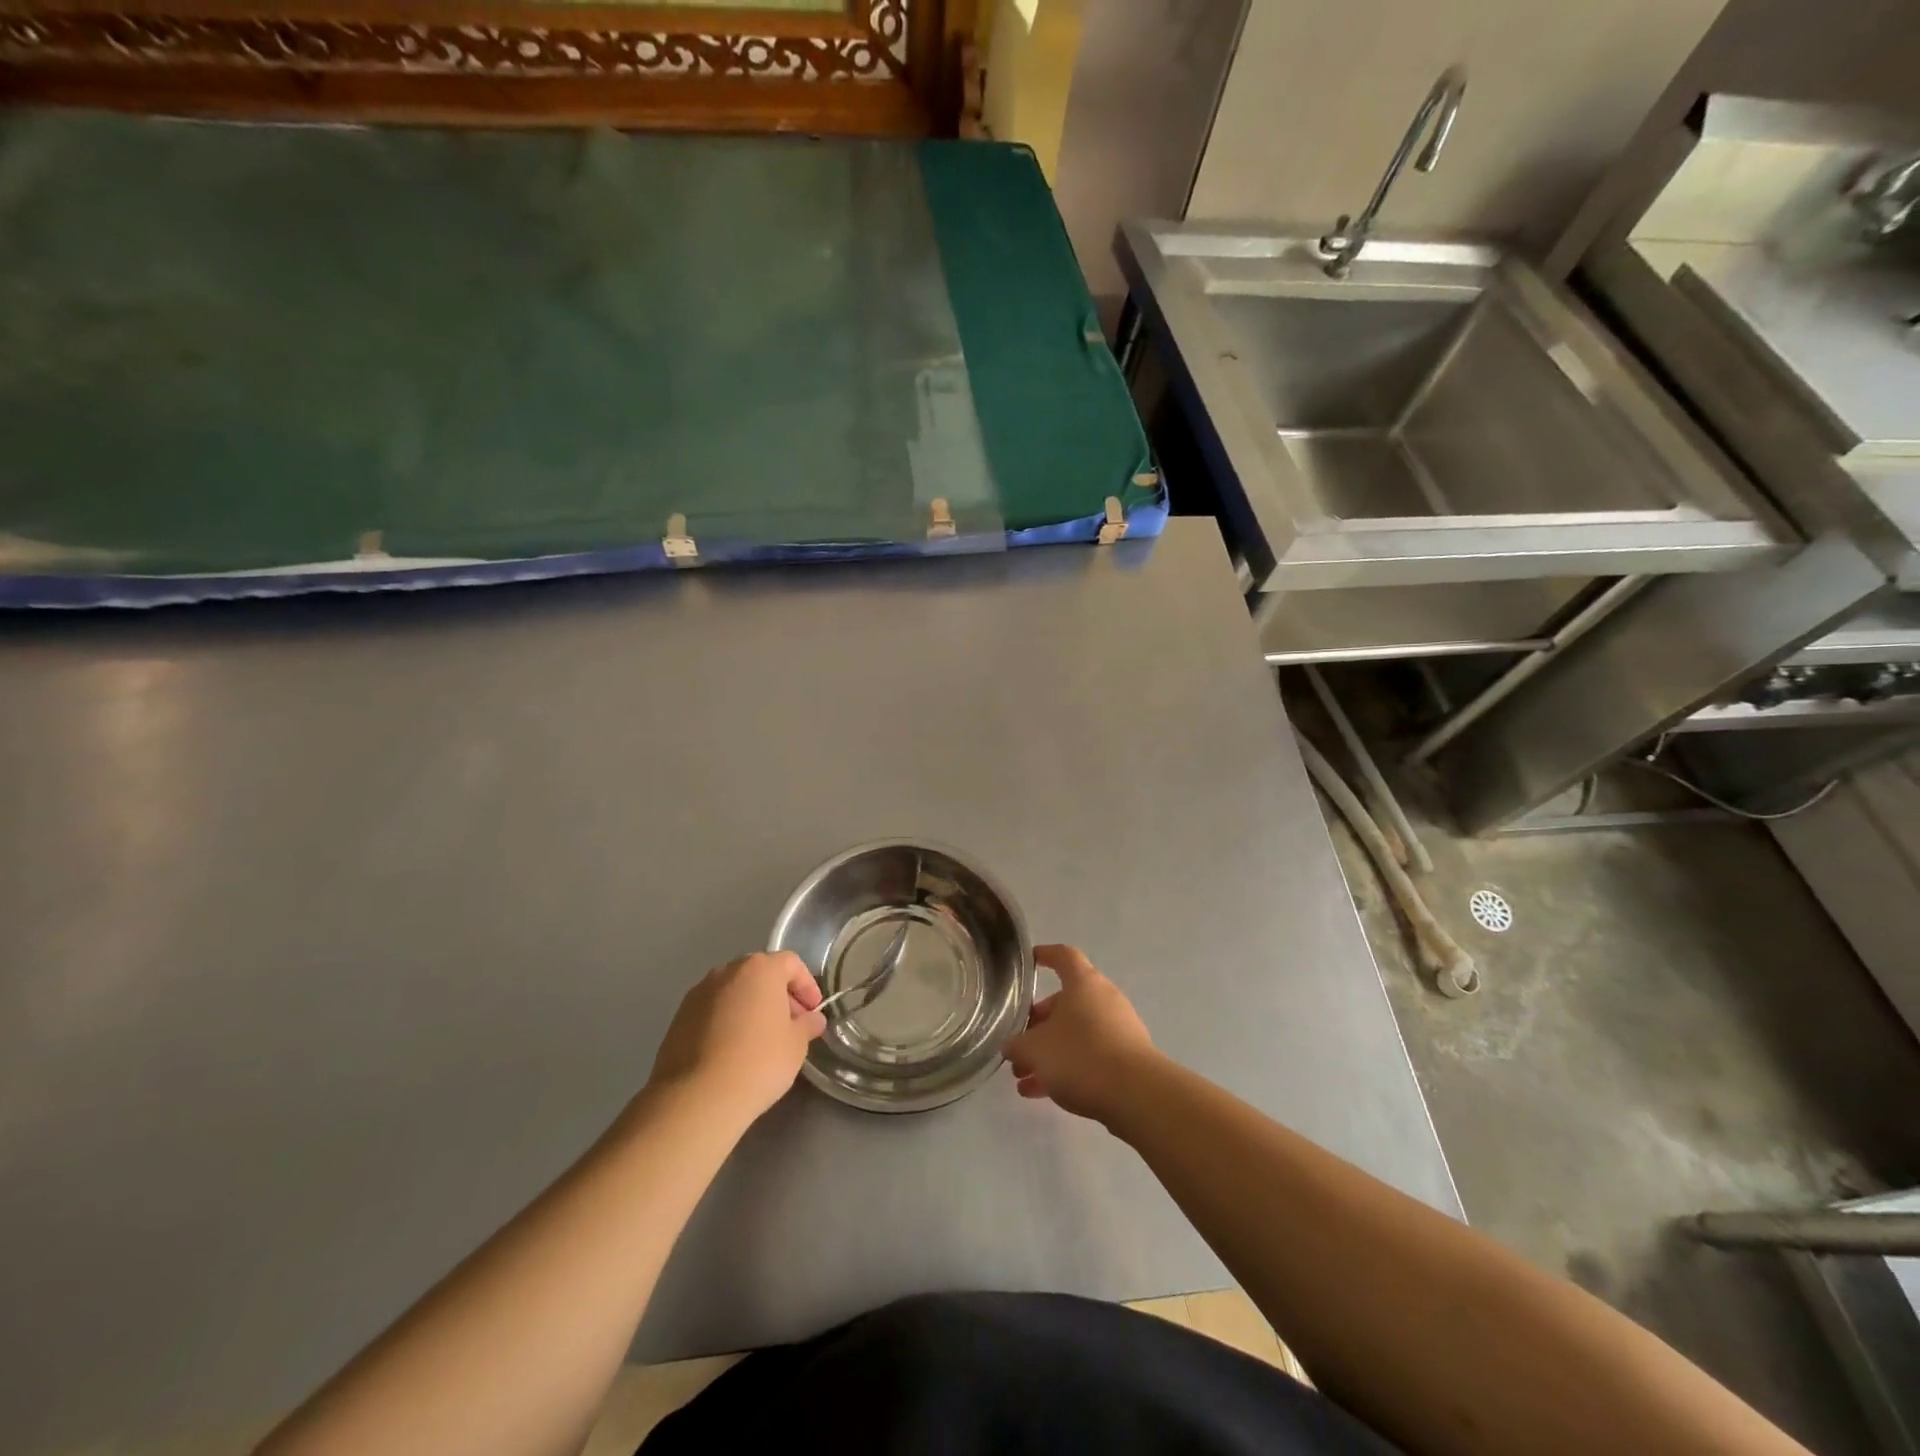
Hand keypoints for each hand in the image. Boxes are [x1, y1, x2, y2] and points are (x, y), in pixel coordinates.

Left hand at [647, 952, 826, 1125]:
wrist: (697, 1098)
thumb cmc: (758, 1062)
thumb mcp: (796, 1045)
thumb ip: (807, 1025)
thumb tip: (812, 1019)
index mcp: (760, 969)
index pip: (791, 963)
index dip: (807, 986)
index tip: (813, 1012)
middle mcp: (727, 971)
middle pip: (760, 974)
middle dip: (778, 995)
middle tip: (790, 1025)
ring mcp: (698, 993)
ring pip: (734, 992)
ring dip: (751, 1007)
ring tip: (760, 1040)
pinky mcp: (679, 1018)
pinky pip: (712, 1011)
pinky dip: (727, 1022)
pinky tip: (732, 1051)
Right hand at [1004, 944, 1157, 1125]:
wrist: (1137, 1095)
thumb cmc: (1081, 1056)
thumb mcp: (1035, 1050)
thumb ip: (1017, 1045)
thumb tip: (1011, 1046)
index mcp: (1083, 983)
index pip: (1063, 956)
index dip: (1045, 956)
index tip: (1030, 962)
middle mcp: (1104, 998)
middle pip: (1065, 1002)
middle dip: (1038, 1024)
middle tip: (1018, 1046)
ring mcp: (1119, 1028)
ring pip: (1075, 1033)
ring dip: (1048, 1052)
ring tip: (1023, 1079)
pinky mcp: (1127, 1058)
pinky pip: (1090, 1055)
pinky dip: (1067, 1067)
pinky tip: (1043, 1093)